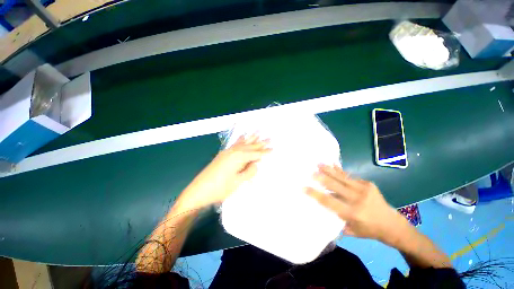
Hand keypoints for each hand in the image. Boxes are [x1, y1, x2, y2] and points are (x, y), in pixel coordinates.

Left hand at [179, 134, 270, 209]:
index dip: (265, 152)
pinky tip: (243, 136)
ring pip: (243, 143)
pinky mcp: (223, 154)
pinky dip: (240, 139)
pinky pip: (235, 144)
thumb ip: (249, 171)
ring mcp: (227, 152)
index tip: (273, 149)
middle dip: (261, 143)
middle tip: (270, 138)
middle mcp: (234, 151)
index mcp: (239, 158)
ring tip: (259, 131)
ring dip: (252, 138)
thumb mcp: (238, 182)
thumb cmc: (220, 188)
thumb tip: (256, 163)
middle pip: (250, 146)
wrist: (198, 191)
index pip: (255, 154)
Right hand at [305, 164, 408, 243]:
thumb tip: (320, 209)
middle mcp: (358, 199)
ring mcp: (364, 189)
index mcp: (352, 213)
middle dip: (321, 178)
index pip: (329, 201)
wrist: (392, 224)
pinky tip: (332, 165)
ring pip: (342, 178)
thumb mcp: (350, 229)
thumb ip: (336, 219)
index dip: (315, 193)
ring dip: (329, 170)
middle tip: (310, 172)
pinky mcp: (368, 184)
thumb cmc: (368, 230)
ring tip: (319, 164)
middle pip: (335, 185)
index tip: (304, 187)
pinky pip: (349, 177)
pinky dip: (339, 171)